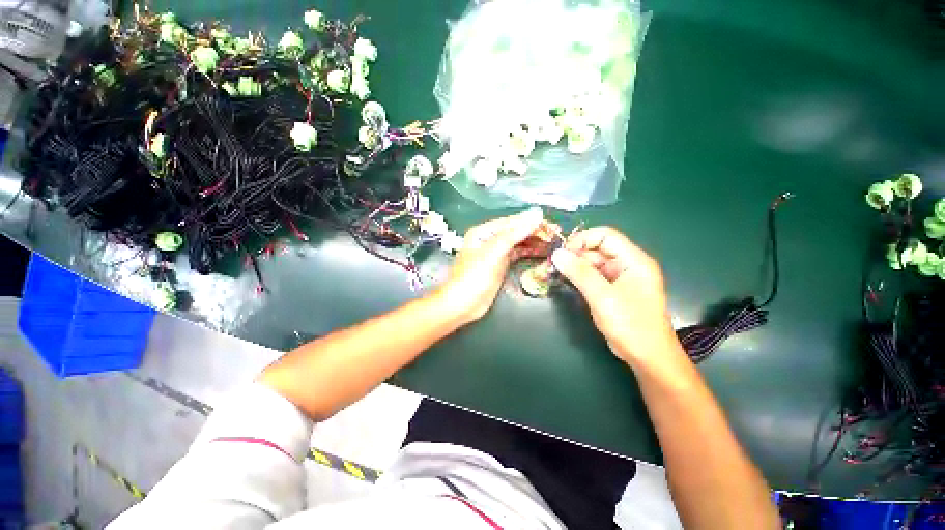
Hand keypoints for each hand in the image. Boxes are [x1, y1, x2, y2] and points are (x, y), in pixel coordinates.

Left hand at [437, 208, 549, 323]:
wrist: (463, 304)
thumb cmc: (474, 277)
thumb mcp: (493, 252)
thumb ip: (514, 233)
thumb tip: (536, 214)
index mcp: (484, 232)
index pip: (512, 222)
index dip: (531, 222)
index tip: (551, 225)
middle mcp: (490, 239)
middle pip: (516, 231)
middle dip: (535, 232)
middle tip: (556, 236)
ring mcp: (496, 253)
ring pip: (518, 243)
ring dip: (534, 242)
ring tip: (553, 243)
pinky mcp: (501, 265)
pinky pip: (518, 254)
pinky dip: (529, 252)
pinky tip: (542, 252)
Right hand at [550, 227, 677, 365]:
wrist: (648, 357)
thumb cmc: (630, 325)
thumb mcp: (602, 297)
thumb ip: (579, 273)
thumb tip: (557, 254)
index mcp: (634, 260)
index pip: (606, 236)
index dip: (582, 240)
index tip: (562, 253)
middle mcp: (628, 265)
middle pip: (598, 249)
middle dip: (575, 254)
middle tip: (554, 265)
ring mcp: (621, 278)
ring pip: (594, 263)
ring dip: (575, 266)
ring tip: (556, 273)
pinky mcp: (613, 290)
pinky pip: (594, 276)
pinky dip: (580, 277)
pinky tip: (566, 281)